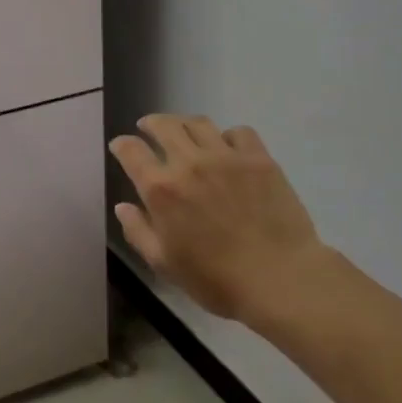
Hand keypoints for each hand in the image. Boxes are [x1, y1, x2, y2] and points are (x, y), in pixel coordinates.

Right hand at [109, 115, 334, 334]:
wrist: (280, 279)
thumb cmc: (216, 279)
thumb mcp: (165, 263)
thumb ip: (138, 231)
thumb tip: (123, 206)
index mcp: (161, 189)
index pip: (131, 151)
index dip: (122, 145)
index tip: (121, 146)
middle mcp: (189, 163)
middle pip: (163, 125)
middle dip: (150, 123)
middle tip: (149, 128)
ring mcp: (226, 157)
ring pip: (198, 123)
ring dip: (184, 124)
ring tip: (185, 132)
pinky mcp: (259, 159)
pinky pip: (239, 132)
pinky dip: (227, 136)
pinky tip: (228, 149)